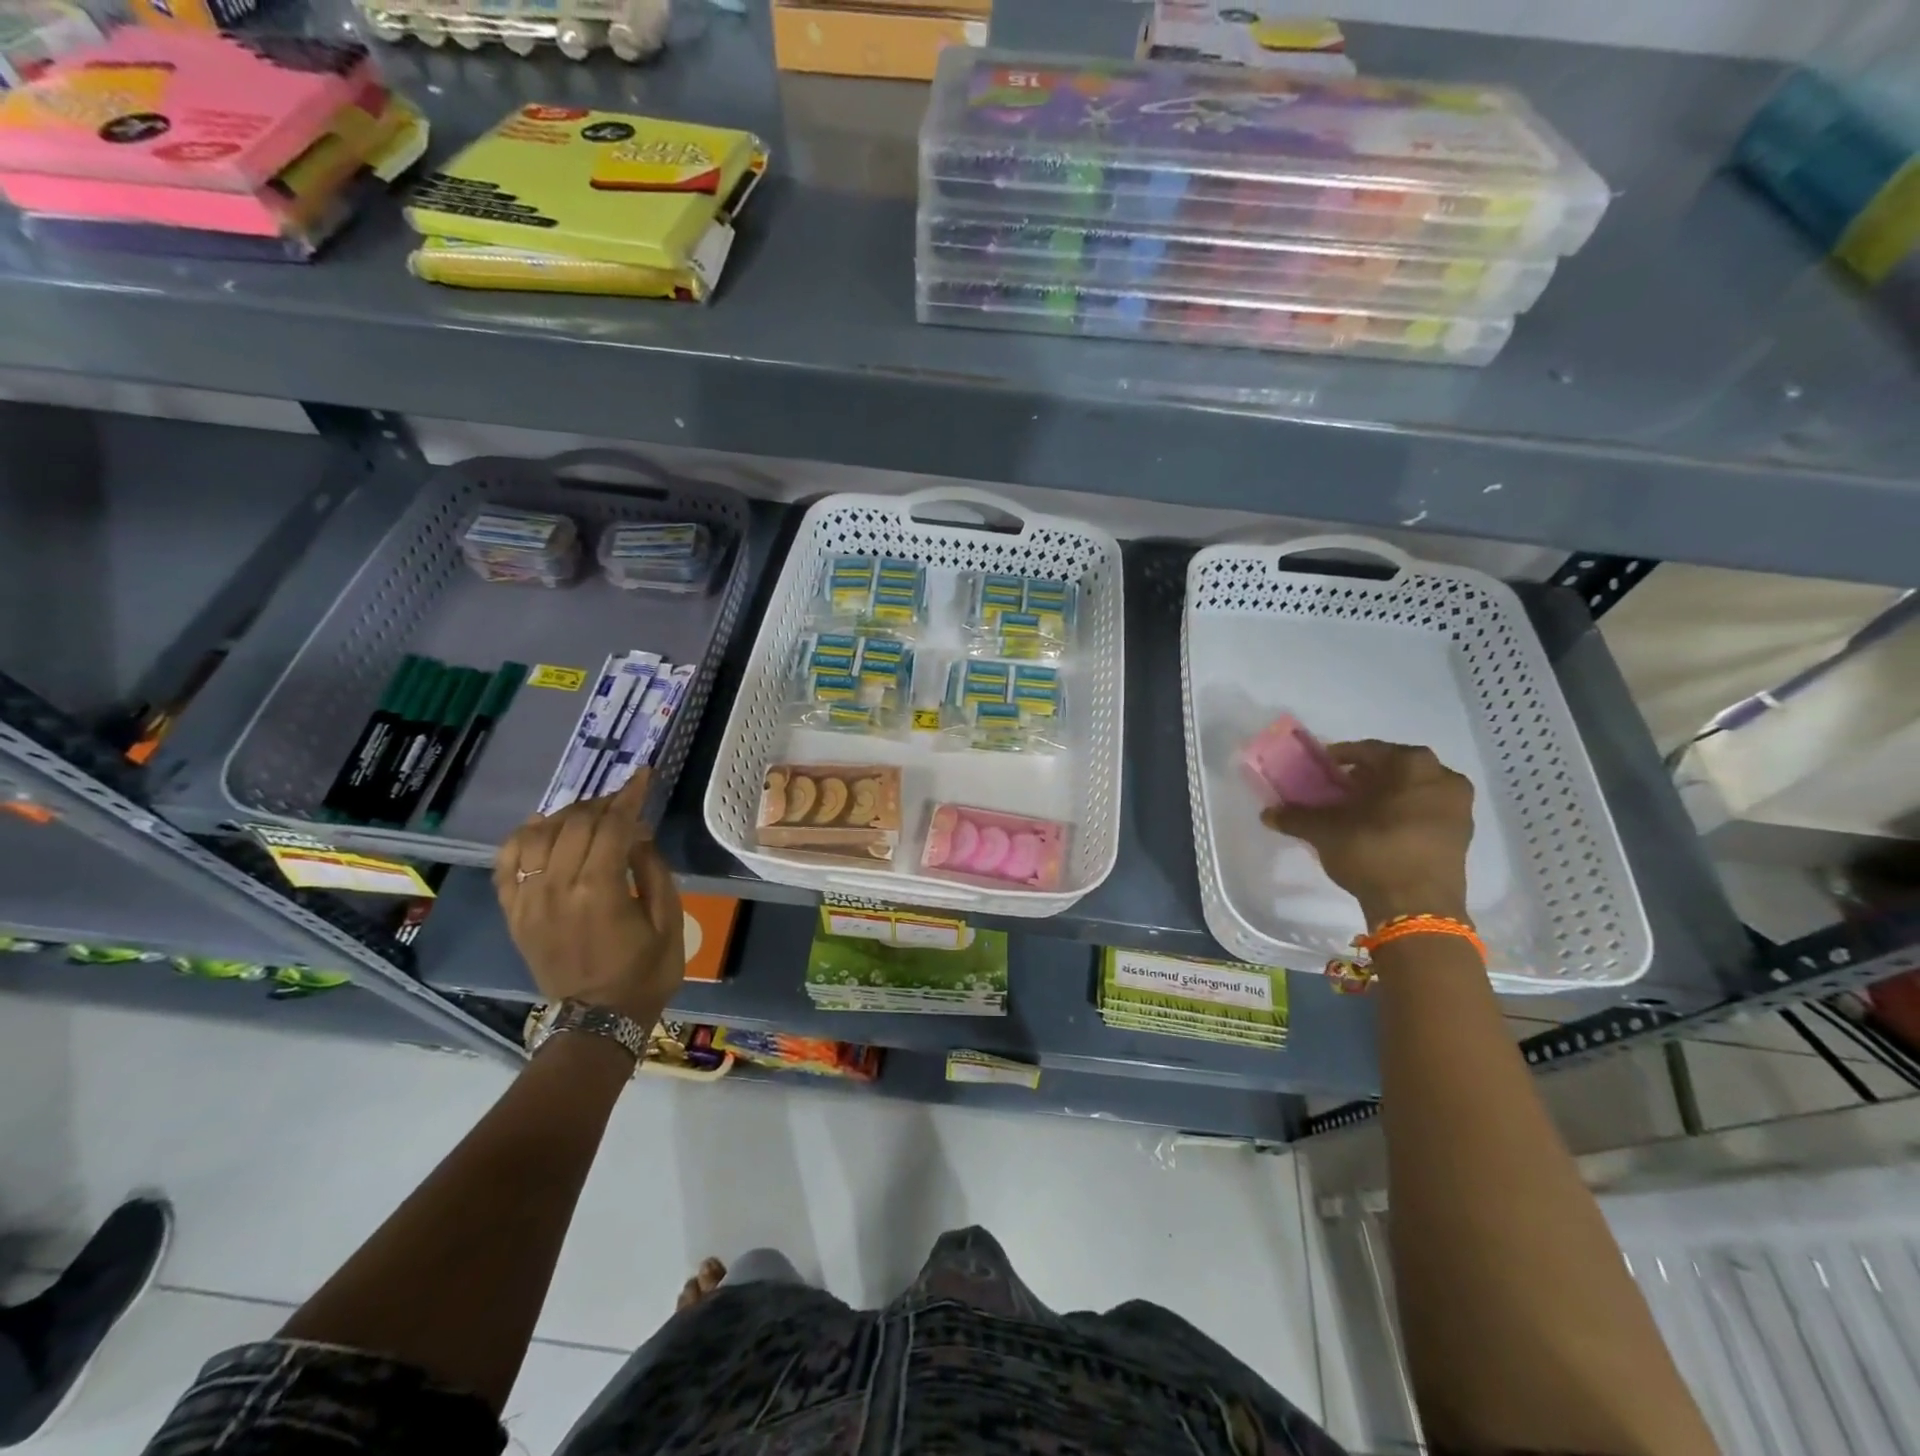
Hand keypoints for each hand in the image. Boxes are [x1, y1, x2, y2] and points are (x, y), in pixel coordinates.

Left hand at [493, 771, 683, 1025]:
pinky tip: (541, 828)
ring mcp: (529, 900)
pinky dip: (523, 838)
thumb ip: (653, 870)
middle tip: (624, 801)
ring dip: (566, 815)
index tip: (643, 776)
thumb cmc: (645, 971)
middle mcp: (557, 888)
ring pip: (538, 835)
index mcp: (600, 890)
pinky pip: (507, 862)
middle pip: (575, 823)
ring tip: (589, 814)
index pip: (612, 826)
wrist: (598, 1019)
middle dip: (603, 803)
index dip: (630, 796)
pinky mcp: (514, 913)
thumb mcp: (669, 920)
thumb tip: (638, 835)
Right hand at [1262, 740, 1473, 925]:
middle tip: (1338, 790)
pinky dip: (1402, 814)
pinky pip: (1425, 812)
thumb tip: (1267, 813)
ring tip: (1357, 812)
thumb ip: (1296, 817)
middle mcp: (1442, 777)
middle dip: (1365, 778)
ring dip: (1386, 796)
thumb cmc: (1372, 850)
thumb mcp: (1325, 831)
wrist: (1418, 906)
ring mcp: (1458, 807)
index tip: (1321, 770)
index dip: (1339, 758)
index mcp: (1412, 764)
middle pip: (1394, 769)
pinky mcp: (1462, 836)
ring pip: (1413, 790)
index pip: (1367, 750)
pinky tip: (1378, 830)